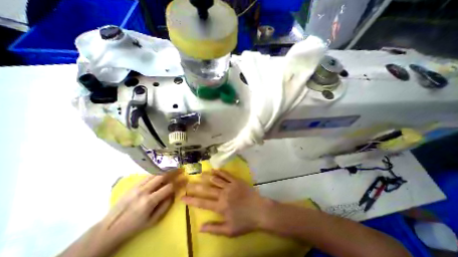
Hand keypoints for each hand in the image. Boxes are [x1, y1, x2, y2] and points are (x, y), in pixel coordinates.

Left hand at [102, 172, 183, 241]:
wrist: (109, 228)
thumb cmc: (134, 226)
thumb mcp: (153, 220)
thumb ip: (165, 205)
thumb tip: (174, 193)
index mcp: (149, 201)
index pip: (168, 187)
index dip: (179, 182)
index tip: (185, 179)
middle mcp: (144, 191)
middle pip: (162, 176)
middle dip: (173, 172)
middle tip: (181, 169)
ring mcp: (137, 187)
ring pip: (155, 174)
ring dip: (166, 170)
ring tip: (173, 168)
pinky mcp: (133, 185)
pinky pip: (147, 176)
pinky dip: (157, 173)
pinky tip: (161, 172)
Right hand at [181, 169, 268, 236]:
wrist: (260, 210)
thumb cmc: (245, 221)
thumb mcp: (229, 230)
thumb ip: (214, 228)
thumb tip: (200, 227)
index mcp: (220, 207)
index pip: (202, 203)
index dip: (191, 200)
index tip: (182, 197)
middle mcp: (223, 194)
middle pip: (206, 189)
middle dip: (195, 186)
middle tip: (187, 183)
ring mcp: (230, 186)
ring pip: (215, 179)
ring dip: (206, 176)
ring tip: (198, 174)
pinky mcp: (236, 180)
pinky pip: (226, 174)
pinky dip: (219, 171)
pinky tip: (213, 169)